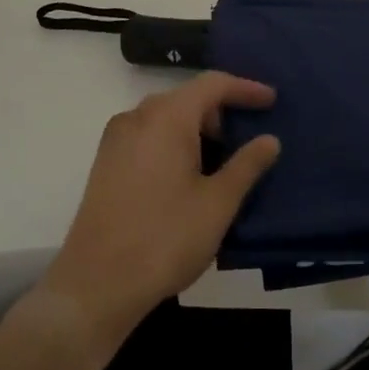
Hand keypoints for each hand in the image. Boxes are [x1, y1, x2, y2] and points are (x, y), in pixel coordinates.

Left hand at [38, 72, 279, 354]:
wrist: (96, 285)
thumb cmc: (165, 238)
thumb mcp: (218, 203)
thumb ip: (247, 165)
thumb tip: (269, 139)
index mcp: (166, 117)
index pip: (212, 84)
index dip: (245, 88)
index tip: (272, 101)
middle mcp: (137, 117)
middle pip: (187, 98)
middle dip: (221, 112)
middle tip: (248, 140)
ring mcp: (116, 140)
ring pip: (166, 118)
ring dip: (197, 130)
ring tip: (222, 162)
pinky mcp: (105, 163)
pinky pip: (148, 136)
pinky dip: (174, 143)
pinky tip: (189, 176)